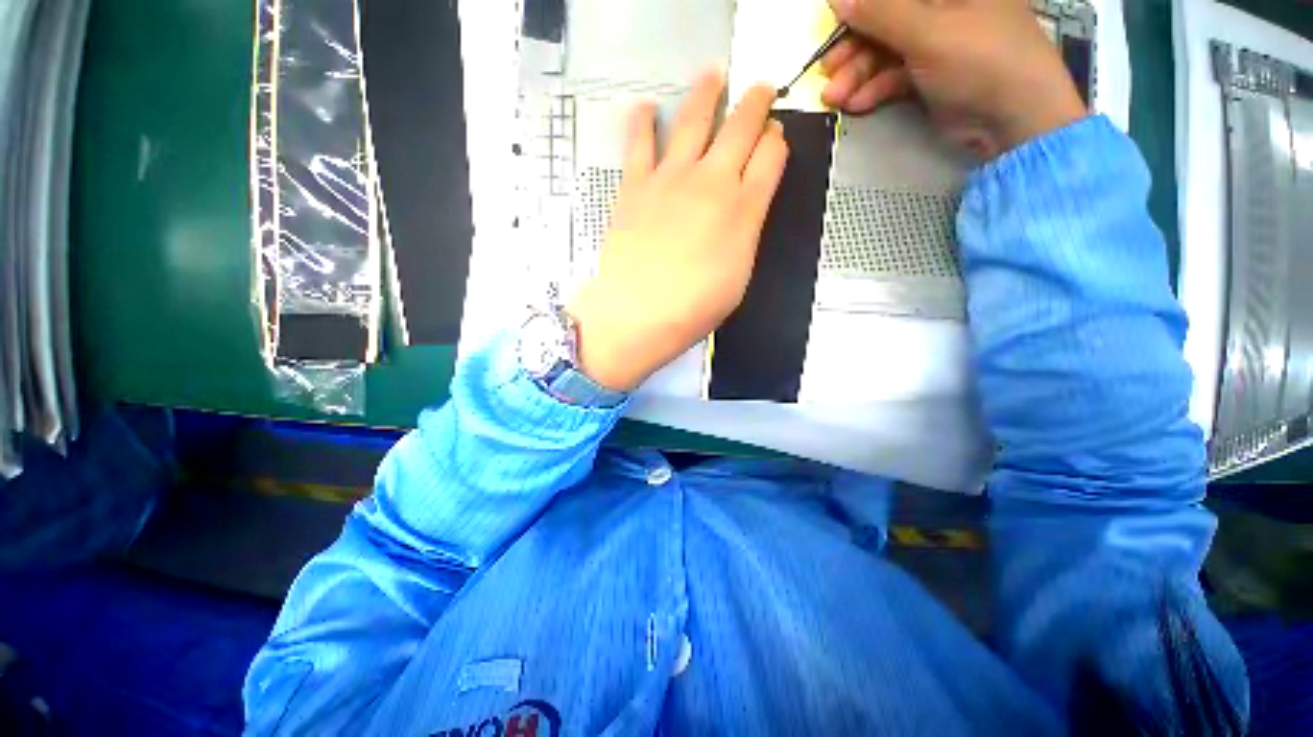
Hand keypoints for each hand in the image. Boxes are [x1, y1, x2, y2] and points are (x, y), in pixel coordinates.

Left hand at [565, 71, 788, 391]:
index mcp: (745, 209)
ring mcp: (671, 178)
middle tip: (760, 89)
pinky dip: (642, 121)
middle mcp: (712, 182)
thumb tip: (744, 207)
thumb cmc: (695, 307)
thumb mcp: (739, 277)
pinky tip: (644, 108)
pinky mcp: (636, 186)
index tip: (774, 137)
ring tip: (713, 75)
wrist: (641, 312)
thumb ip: (745, 234)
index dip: (776, 141)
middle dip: (755, 103)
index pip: (771, 156)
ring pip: (694, 120)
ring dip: (707, 93)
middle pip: (741, 127)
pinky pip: (640, 143)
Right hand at [821, 0, 1086, 158]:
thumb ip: (880, 13)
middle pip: (888, 19)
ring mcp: (939, 41)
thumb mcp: (927, 31)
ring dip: (858, 75)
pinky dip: (875, 90)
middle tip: (828, 71)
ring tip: (835, 99)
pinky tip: (857, 104)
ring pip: (887, 51)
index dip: (864, 6)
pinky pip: (895, 75)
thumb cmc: (981, 59)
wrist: (1012, 119)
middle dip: (855, 48)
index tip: (836, 22)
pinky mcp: (932, 74)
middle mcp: (946, 7)